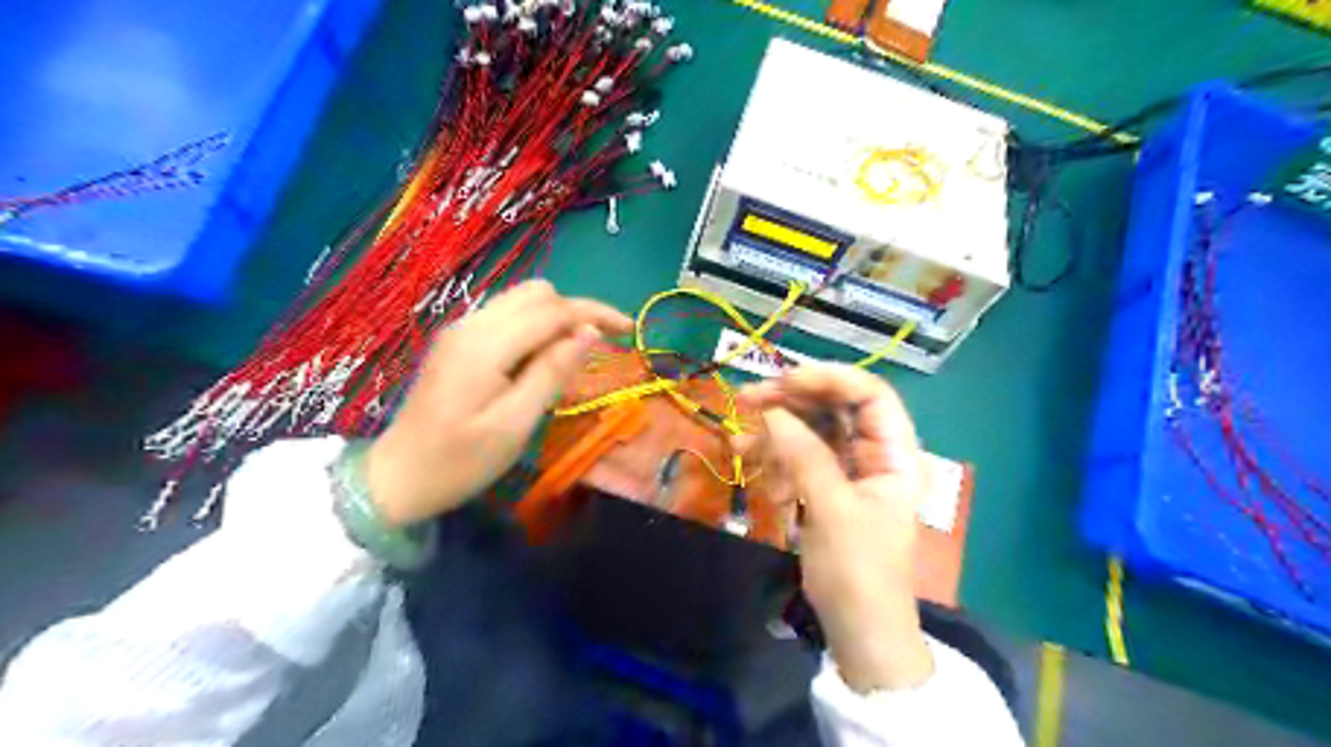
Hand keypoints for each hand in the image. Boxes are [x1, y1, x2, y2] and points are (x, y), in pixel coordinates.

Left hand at [364, 280, 630, 525]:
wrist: (397, 477)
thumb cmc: (460, 461)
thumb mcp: (514, 425)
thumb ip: (552, 373)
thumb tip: (588, 333)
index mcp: (486, 344)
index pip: (553, 309)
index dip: (595, 313)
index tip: (629, 329)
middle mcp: (472, 324)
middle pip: (538, 294)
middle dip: (576, 311)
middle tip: (601, 347)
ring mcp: (461, 330)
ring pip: (522, 301)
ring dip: (556, 319)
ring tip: (574, 357)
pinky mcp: (458, 341)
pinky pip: (507, 317)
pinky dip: (535, 328)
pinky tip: (541, 360)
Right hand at [739, 365, 933, 691]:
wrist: (858, 630)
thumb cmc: (858, 571)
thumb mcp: (832, 509)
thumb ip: (804, 454)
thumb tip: (772, 411)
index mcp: (895, 454)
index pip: (870, 394)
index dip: (829, 378)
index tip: (785, 380)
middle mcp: (874, 452)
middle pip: (835, 406)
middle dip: (792, 400)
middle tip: (748, 397)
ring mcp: (848, 468)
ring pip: (811, 429)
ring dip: (774, 429)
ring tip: (738, 439)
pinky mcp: (825, 485)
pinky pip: (798, 455)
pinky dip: (773, 455)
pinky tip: (746, 458)